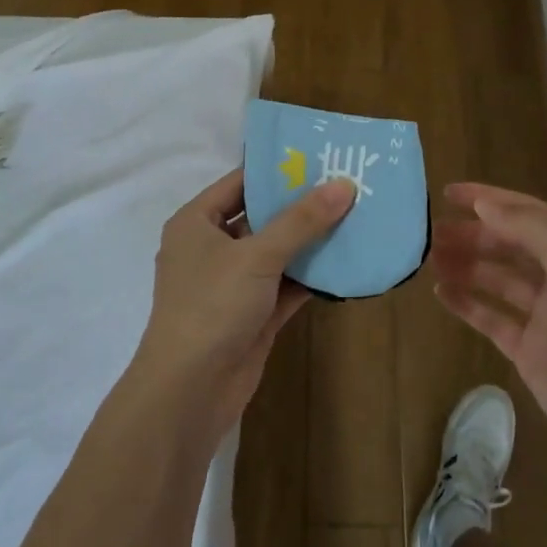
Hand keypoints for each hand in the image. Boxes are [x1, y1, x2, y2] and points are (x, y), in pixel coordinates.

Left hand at [136, 168, 355, 430]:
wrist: (190, 389)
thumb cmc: (212, 306)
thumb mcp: (257, 255)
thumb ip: (301, 221)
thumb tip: (343, 185)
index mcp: (196, 223)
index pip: (239, 183)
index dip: (276, 169)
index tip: (318, 156)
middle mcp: (211, 249)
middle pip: (260, 217)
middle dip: (301, 206)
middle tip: (346, 184)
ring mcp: (232, 284)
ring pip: (276, 254)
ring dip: (310, 242)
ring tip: (356, 217)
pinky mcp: (252, 315)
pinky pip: (285, 286)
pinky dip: (311, 277)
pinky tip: (346, 263)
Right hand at [431, 182, 546, 473]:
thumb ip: (529, 228)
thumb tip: (485, 205)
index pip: (525, 212)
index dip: (487, 199)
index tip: (446, 192)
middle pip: (507, 244)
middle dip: (471, 234)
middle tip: (429, 232)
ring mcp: (543, 312)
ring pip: (496, 278)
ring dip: (465, 265)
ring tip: (428, 259)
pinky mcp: (528, 346)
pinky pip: (491, 316)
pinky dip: (467, 303)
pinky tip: (441, 293)